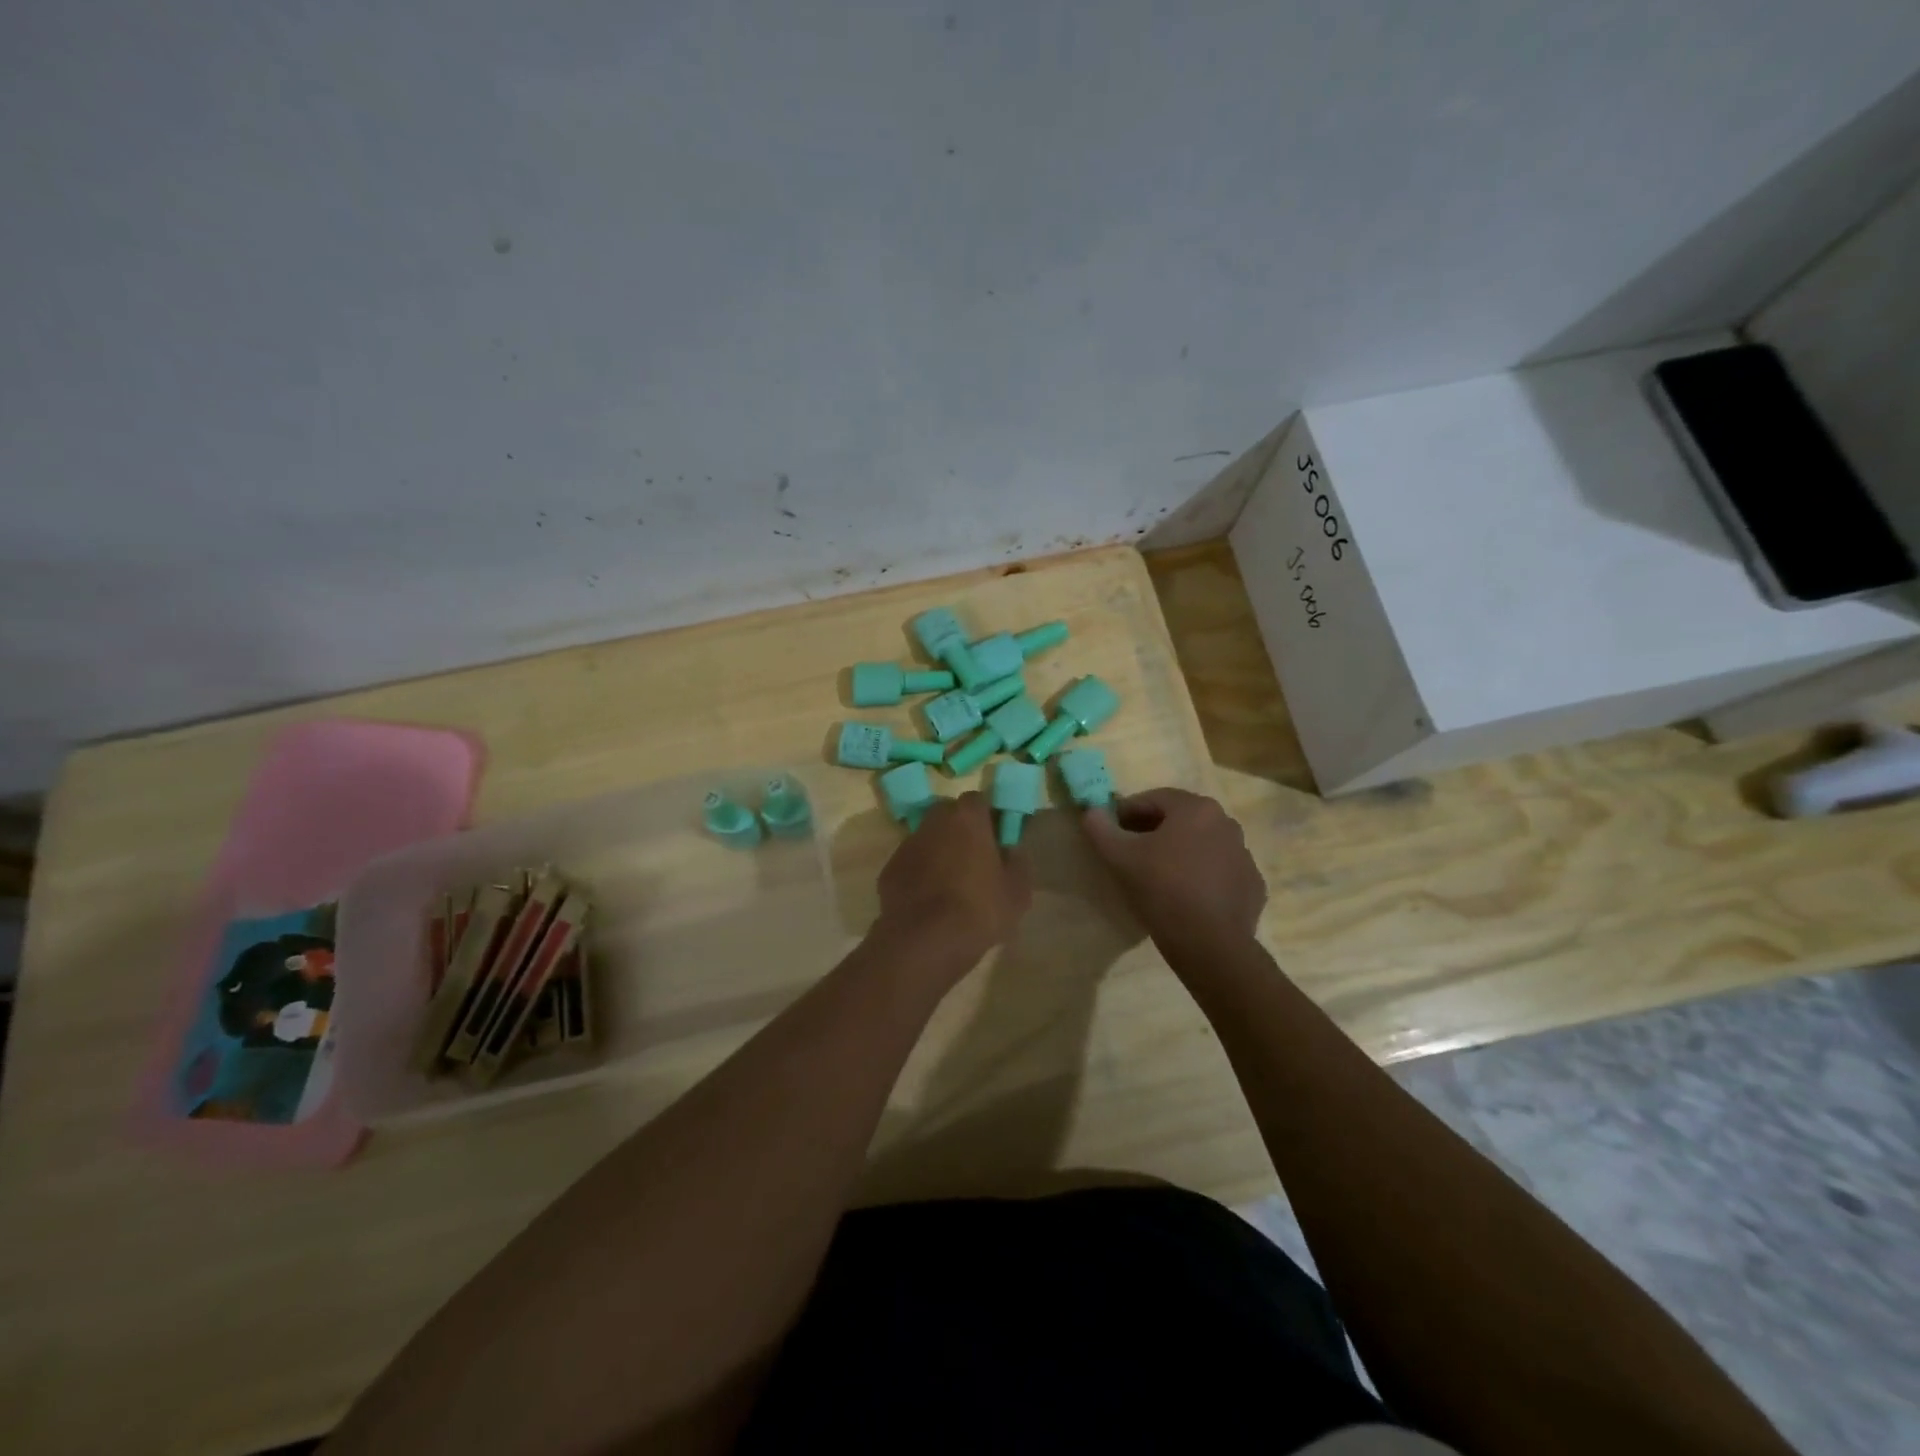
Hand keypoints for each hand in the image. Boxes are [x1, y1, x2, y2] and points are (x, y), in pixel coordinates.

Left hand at [876, 792, 1031, 964]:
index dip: (987, 817)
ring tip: (951, 884)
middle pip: (948, 815)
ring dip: (938, 851)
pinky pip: (911, 864)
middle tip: (974, 859)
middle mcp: (933, 822)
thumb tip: (1011, 850)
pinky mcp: (889, 870)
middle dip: (960, 830)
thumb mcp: (1017, 892)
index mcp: (966, 818)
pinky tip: (929, 901)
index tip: (995, 839)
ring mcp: (907, 845)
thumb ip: (1017, 863)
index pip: (978, 801)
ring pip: (927, 839)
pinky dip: (919, 874)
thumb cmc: (979, 910)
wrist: (925, 942)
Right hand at [1082, 788, 1265, 951]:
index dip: (1127, 813)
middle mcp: (1226, 823)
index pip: (1154, 799)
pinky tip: (1186, 896)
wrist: (1210, 944)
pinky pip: (1220, 871)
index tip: (1112, 832)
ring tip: (1158, 876)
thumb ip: (1100, 828)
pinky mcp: (1252, 884)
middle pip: (1180, 819)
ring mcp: (1244, 855)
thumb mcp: (1119, 857)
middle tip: (1131, 853)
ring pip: (1202, 844)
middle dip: (1153, 831)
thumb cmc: (1162, 890)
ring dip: (1180, 852)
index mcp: (1196, 808)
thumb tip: (1091, 811)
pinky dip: (1202, 875)